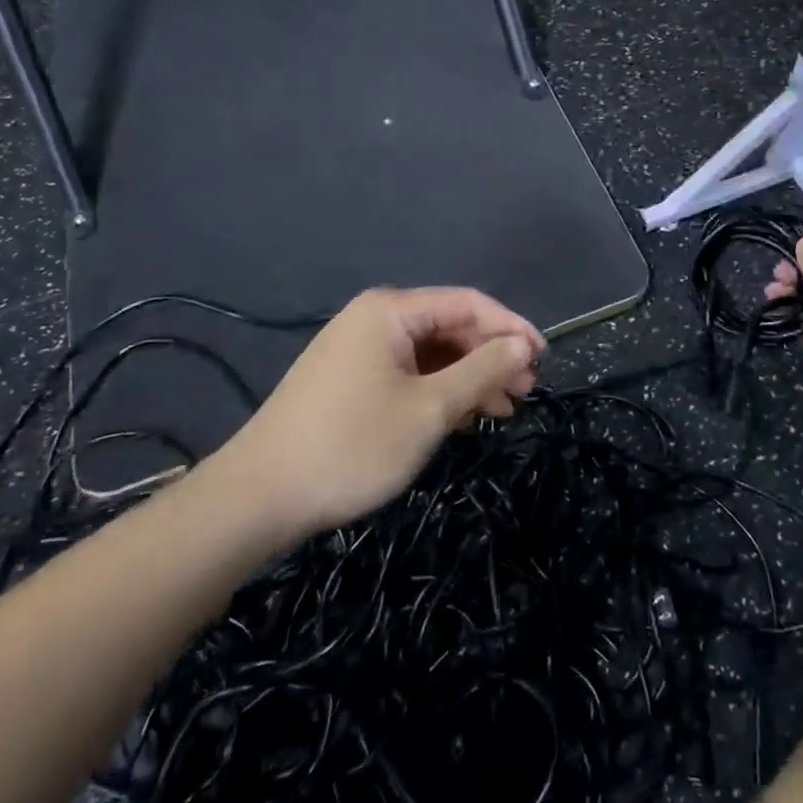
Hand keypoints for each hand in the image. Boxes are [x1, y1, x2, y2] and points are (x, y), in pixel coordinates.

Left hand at [214, 287, 543, 538]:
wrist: (258, 498)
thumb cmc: (352, 445)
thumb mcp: (430, 409)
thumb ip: (482, 370)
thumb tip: (523, 345)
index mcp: (390, 311)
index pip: (468, 304)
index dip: (511, 328)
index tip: (544, 360)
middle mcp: (374, 320)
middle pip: (449, 327)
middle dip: (491, 357)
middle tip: (525, 393)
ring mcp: (358, 351)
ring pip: (431, 354)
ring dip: (469, 378)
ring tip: (502, 410)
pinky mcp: (349, 381)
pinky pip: (408, 374)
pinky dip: (439, 392)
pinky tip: (461, 419)